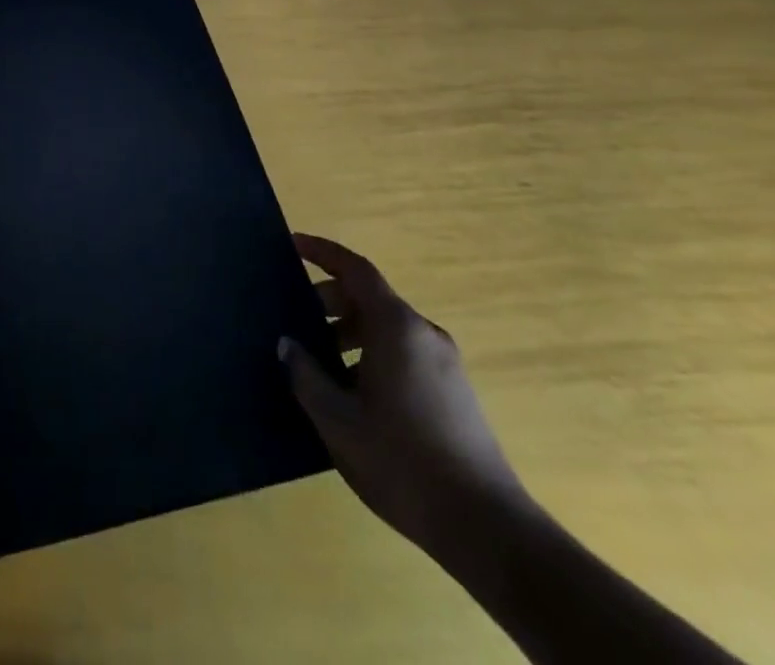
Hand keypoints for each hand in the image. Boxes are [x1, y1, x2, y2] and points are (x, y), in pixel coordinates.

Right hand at [279, 234, 529, 553]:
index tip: (292, 244)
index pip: (355, 269)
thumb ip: (306, 374)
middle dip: (329, 302)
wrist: (486, 528)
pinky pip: (403, 353)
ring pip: (386, 329)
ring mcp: (445, 364)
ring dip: (348, 333)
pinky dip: (371, 355)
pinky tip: (351, 394)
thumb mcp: (337, 418)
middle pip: (369, 298)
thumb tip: (288, 344)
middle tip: (295, 321)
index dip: (322, 252)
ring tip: (318, 364)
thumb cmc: (401, 461)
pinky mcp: (455, 393)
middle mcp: (424, 334)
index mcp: (396, 327)